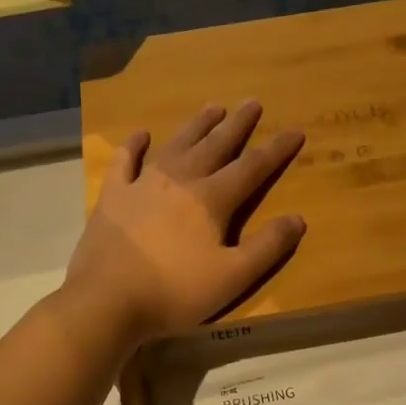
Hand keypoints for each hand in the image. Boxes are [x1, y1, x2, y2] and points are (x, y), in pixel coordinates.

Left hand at [64, 100, 305, 342]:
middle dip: (237, 125)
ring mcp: (142, 185)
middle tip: (252, 103)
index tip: (295, 130)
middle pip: (215, 146)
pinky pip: (125, 162)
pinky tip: (141, 134)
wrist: (108, 301)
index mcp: (212, 200)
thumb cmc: (175, 291)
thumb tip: (298, 219)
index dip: (276, 150)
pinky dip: (134, 145)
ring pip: (176, 145)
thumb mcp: (233, 277)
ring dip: (196, 126)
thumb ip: (267, 247)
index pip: (252, 168)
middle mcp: (180, 181)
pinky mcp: (113, 197)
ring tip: (213, 107)